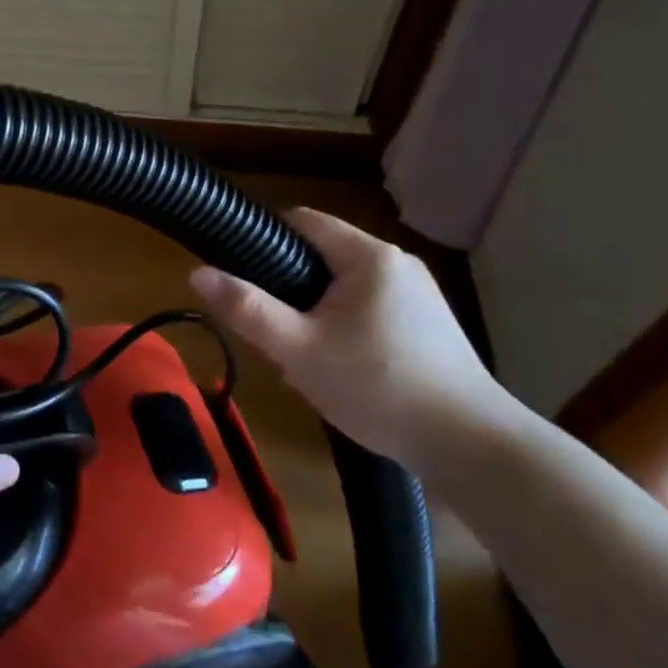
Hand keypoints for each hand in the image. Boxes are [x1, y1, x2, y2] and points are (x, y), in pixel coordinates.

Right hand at [189, 208, 519, 475]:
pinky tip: (343, 371)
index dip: (262, 240)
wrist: (471, 447)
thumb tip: (197, 272)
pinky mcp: (430, 326)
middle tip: (272, 333)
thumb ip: (246, 309)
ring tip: (303, 358)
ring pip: (344, 288)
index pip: (301, 220)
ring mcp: (419, 295)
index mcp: (367, 256)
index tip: (240, 276)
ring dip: (316, 314)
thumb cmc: (378, 387)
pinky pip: (370, 310)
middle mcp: (397, 263)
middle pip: (321, 256)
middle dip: (289, 290)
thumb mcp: (299, 350)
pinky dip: (345, 328)